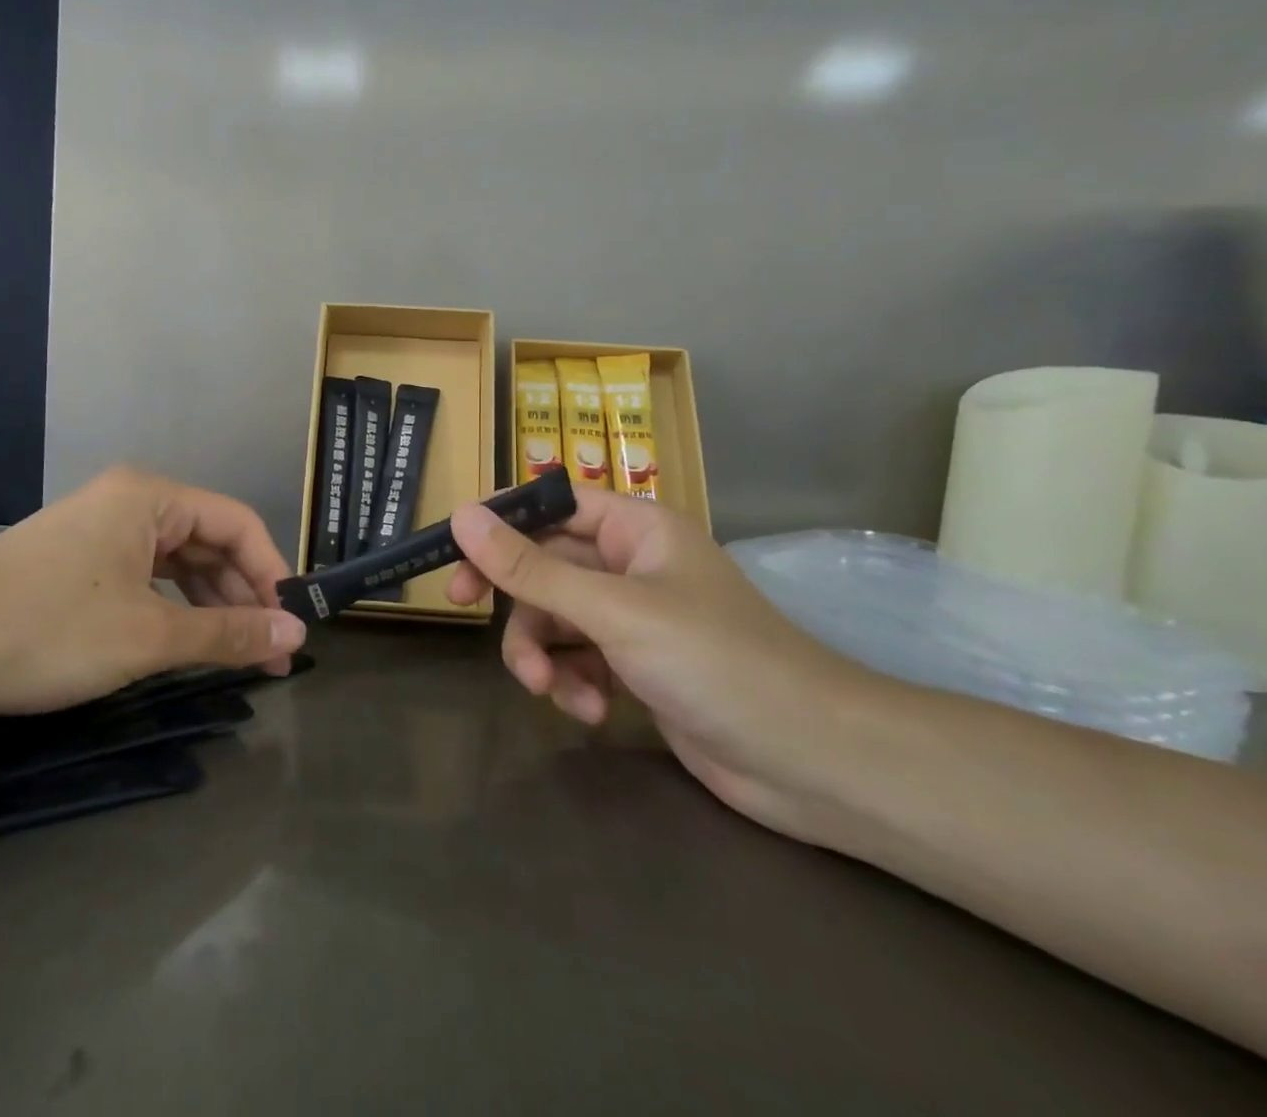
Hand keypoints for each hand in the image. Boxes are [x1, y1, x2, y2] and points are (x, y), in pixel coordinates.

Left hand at [0, 467, 306, 719]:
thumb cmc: (46, 629)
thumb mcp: (147, 635)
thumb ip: (227, 633)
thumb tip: (296, 634)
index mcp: (152, 498)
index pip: (238, 524)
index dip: (272, 572)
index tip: (292, 626)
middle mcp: (131, 504)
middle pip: (210, 543)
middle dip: (243, 597)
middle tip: (272, 655)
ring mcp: (101, 534)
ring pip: (178, 566)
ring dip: (211, 608)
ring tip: (238, 657)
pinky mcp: (79, 566)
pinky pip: (146, 581)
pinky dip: (173, 612)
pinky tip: (188, 645)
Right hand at [447, 488, 887, 839]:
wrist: (812, 762)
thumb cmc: (715, 660)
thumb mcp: (611, 610)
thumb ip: (531, 569)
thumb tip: (462, 516)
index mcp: (635, 528)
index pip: (551, 505)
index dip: (501, 521)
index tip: (454, 548)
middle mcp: (631, 564)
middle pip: (544, 565)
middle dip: (515, 598)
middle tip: (461, 606)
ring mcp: (634, 619)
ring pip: (555, 618)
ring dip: (543, 653)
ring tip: (551, 691)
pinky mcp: (637, 667)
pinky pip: (579, 659)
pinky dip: (572, 683)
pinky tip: (589, 712)